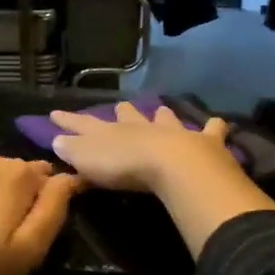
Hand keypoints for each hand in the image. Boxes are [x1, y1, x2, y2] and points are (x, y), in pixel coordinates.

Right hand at [47, 102, 238, 193]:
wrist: (173, 166)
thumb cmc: (125, 166)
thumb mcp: (88, 160)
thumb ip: (72, 150)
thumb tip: (56, 140)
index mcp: (111, 133)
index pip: (84, 125)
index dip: (69, 120)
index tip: (55, 113)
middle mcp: (141, 127)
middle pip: (128, 116)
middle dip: (122, 113)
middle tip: (119, 108)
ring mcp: (173, 132)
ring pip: (165, 119)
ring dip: (161, 115)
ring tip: (160, 110)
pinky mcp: (203, 142)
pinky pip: (211, 131)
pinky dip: (214, 127)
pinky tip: (219, 123)